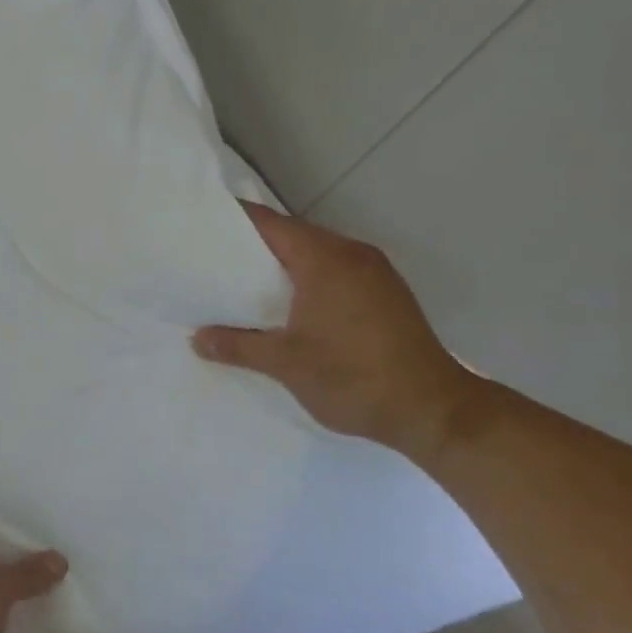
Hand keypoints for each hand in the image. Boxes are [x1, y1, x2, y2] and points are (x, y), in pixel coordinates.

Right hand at [192, 201, 481, 463]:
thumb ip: (238, 345)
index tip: (201, 227)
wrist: (433, 410)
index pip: (269, 224)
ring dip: (284, 266)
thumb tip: (198, 339)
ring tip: (245, 285)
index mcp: (324, 259)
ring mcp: (375, 273)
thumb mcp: (285, 363)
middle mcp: (352, 254)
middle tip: (214, 261)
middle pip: (293, 235)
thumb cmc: (353, 377)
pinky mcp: (387, 294)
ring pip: (317, 255)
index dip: (234, 222)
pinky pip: (337, 273)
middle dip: (255, 247)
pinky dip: (309, 280)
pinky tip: (291, 306)